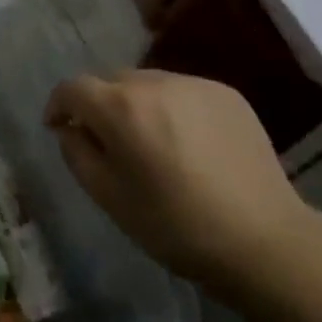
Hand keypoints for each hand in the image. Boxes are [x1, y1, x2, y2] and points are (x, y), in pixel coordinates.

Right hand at [46, 70, 312, 293]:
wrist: (263, 239)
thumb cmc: (175, 226)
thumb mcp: (109, 198)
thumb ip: (77, 153)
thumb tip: (70, 128)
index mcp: (121, 107)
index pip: (73, 87)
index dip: (59, 105)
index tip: (58, 128)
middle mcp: (155, 81)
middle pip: (111, 81)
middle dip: (99, 106)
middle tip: (108, 144)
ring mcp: (195, 83)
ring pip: (148, 84)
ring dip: (137, 105)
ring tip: (151, 144)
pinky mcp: (227, 93)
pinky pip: (183, 92)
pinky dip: (173, 109)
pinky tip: (188, 145)